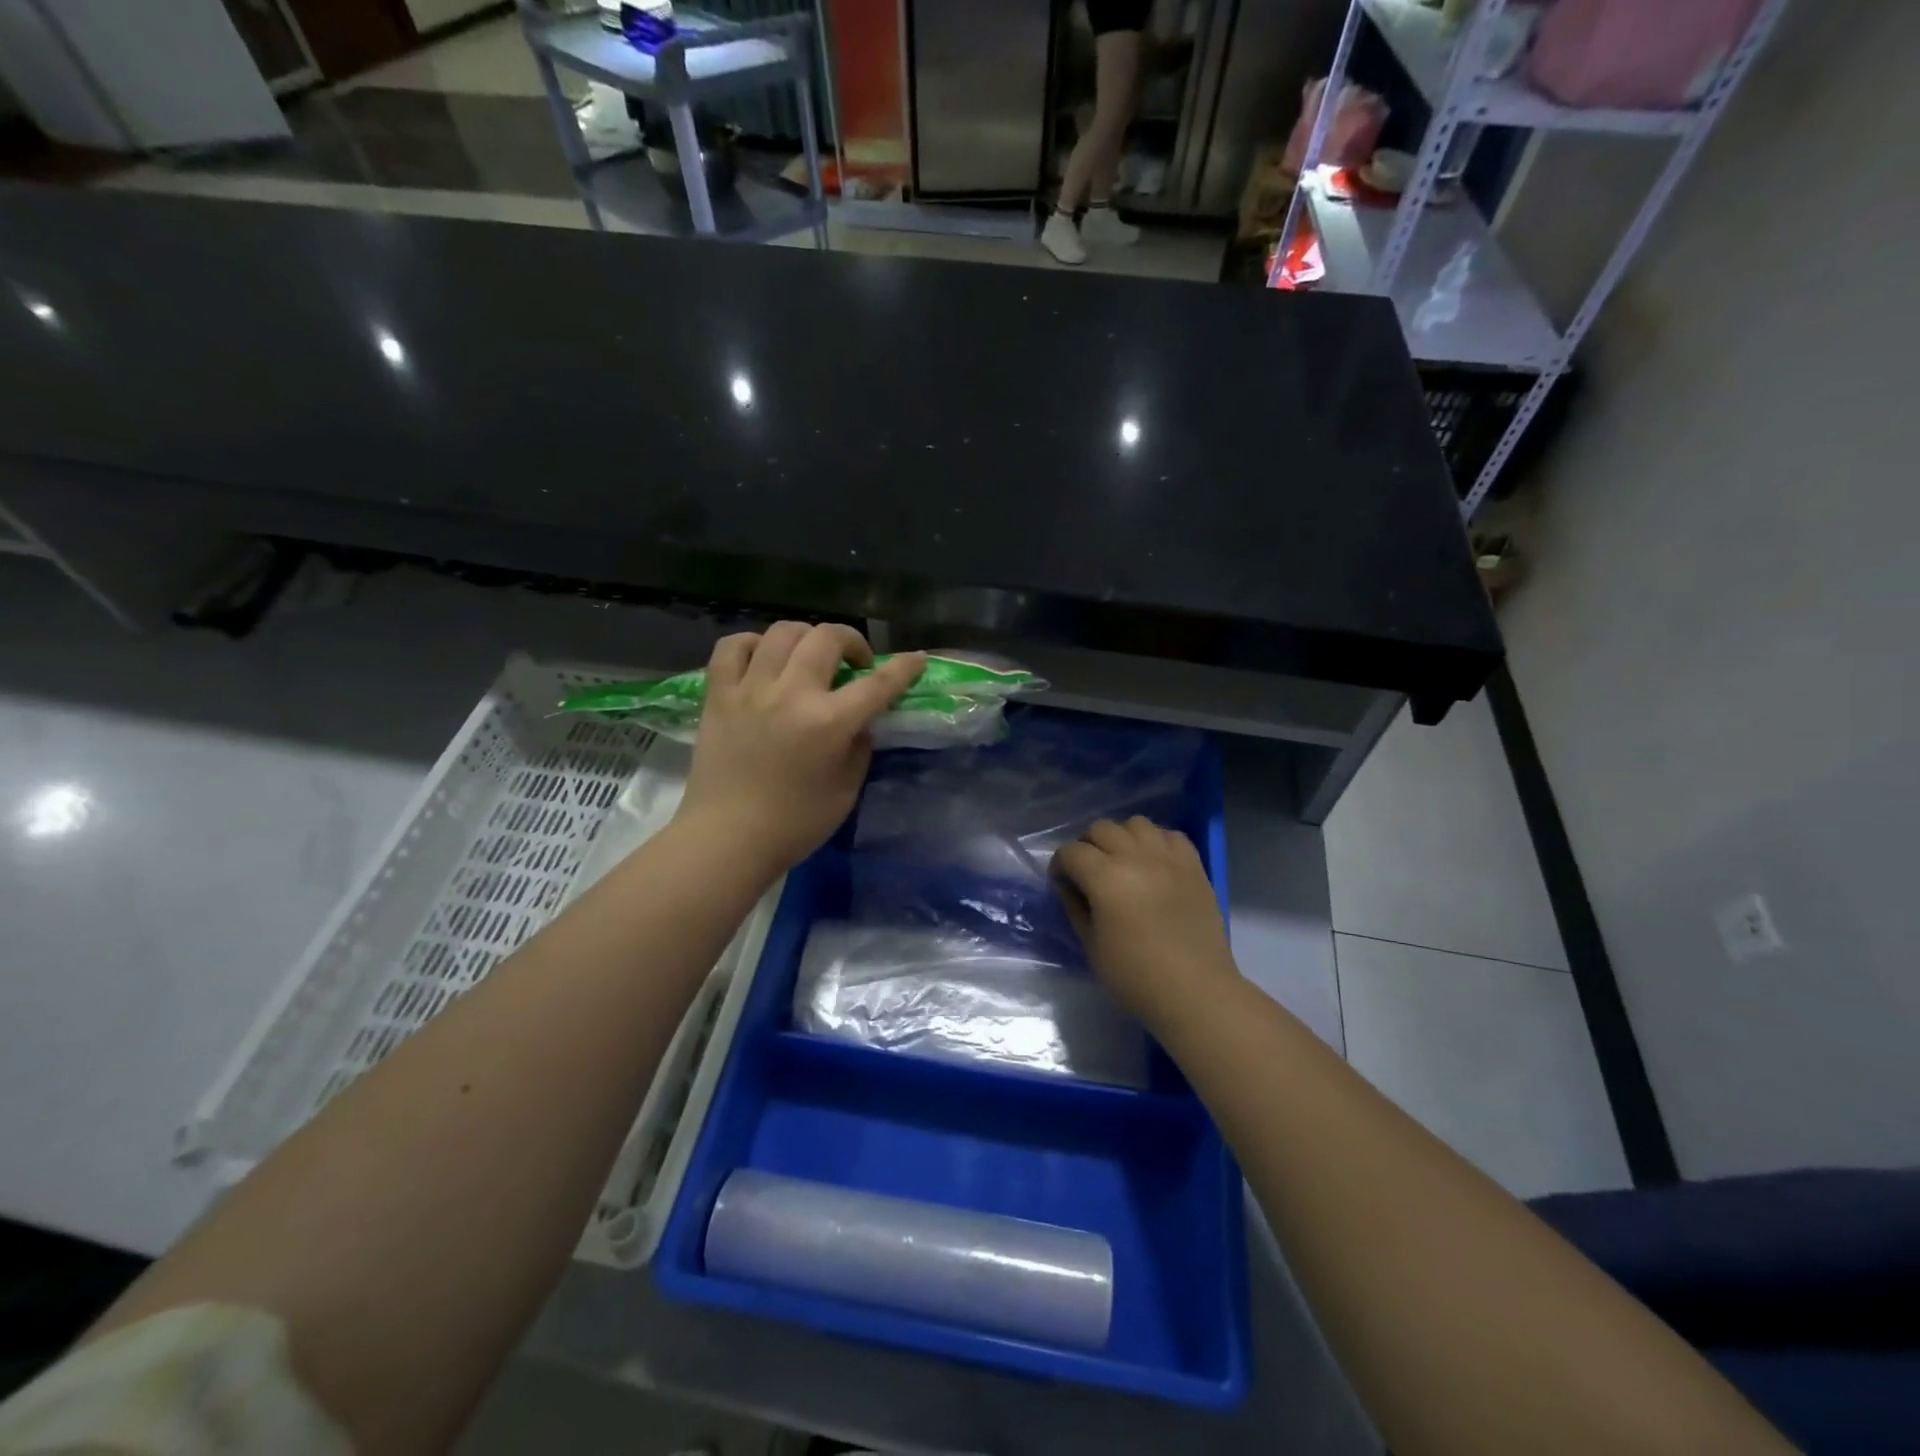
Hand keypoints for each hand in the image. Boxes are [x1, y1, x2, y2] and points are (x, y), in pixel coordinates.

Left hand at [674, 622, 923, 879]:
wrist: (727, 839)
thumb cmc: (794, 824)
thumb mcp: (847, 790)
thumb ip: (859, 746)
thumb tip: (858, 720)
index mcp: (829, 722)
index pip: (879, 683)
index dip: (904, 667)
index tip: (917, 660)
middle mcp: (792, 694)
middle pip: (827, 637)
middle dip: (853, 641)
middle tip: (856, 664)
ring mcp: (750, 689)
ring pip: (782, 632)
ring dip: (807, 637)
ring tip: (810, 658)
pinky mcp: (719, 695)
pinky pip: (733, 646)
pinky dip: (753, 643)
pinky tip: (764, 658)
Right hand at [1052, 817, 1237, 1027]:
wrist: (1195, 991)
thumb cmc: (1136, 976)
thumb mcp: (1091, 946)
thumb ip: (1075, 907)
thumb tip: (1067, 885)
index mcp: (1106, 878)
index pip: (1071, 852)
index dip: (1059, 865)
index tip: (1061, 883)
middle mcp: (1136, 857)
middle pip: (1101, 828)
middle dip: (1087, 846)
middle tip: (1089, 873)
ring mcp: (1168, 858)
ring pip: (1136, 823)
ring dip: (1122, 838)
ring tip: (1123, 862)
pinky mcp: (1194, 865)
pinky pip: (1170, 835)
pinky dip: (1156, 842)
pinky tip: (1153, 864)